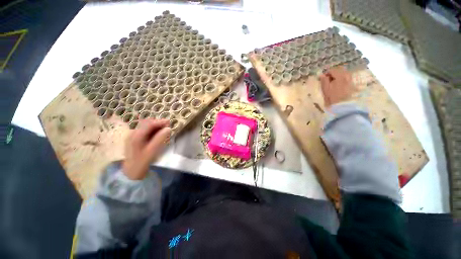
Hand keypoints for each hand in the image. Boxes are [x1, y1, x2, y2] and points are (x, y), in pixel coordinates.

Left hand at [122, 119, 171, 179]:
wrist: (131, 171)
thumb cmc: (142, 161)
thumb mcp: (152, 151)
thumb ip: (160, 139)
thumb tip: (168, 129)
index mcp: (136, 136)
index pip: (149, 124)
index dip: (159, 122)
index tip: (169, 122)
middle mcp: (133, 133)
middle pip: (146, 123)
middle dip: (158, 123)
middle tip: (168, 126)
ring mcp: (133, 136)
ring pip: (146, 127)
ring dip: (155, 126)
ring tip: (164, 130)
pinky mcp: (134, 139)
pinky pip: (145, 131)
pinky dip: (152, 130)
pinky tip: (157, 134)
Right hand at [319, 66, 355, 107]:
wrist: (343, 107)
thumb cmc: (332, 98)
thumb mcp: (325, 89)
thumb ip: (324, 81)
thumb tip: (321, 75)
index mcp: (340, 76)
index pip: (332, 70)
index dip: (326, 73)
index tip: (322, 79)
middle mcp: (347, 75)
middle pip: (339, 70)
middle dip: (332, 74)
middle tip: (327, 81)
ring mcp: (351, 80)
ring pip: (343, 74)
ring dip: (337, 77)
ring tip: (332, 84)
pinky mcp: (352, 84)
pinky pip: (346, 78)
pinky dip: (341, 80)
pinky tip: (337, 86)